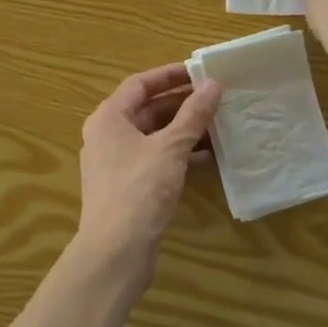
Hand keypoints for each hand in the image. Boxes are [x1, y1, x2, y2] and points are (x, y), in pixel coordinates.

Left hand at [75, 64, 220, 280]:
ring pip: (155, 137)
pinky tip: (209, 158)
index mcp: (109, 118)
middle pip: (148, 110)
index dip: (170, 75)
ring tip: (220, 125)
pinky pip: (156, 160)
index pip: (140, 84)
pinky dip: (180, 155)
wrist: (115, 254)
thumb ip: (193, 115)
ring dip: (184, 131)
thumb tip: (213, 85)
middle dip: (182, 104)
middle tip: (216, 99)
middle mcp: (108, 136)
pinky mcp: (128, 188)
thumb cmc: (138, 190)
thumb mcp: (170, 148)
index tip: (200, 72)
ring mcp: (116, 164)